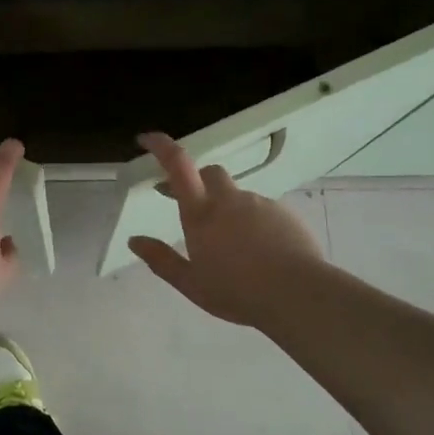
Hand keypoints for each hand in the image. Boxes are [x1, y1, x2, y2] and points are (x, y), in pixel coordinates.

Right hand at [129, 131, 325, 327]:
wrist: (298, 295)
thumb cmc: (237, 291)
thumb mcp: (191, 283)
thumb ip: (161, 260)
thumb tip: (135, 241)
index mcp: (201, 212)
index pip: (178, 165)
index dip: (161, 146)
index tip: (147, 139)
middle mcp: (230, 200)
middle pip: (210, 173)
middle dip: (198, 181)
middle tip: (194, 207)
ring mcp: (260, 204)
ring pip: (238, 196)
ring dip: (229, 210)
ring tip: (233, 246)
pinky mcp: (286, 214)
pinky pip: (263, 211)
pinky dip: (254, 224)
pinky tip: (260, 253)